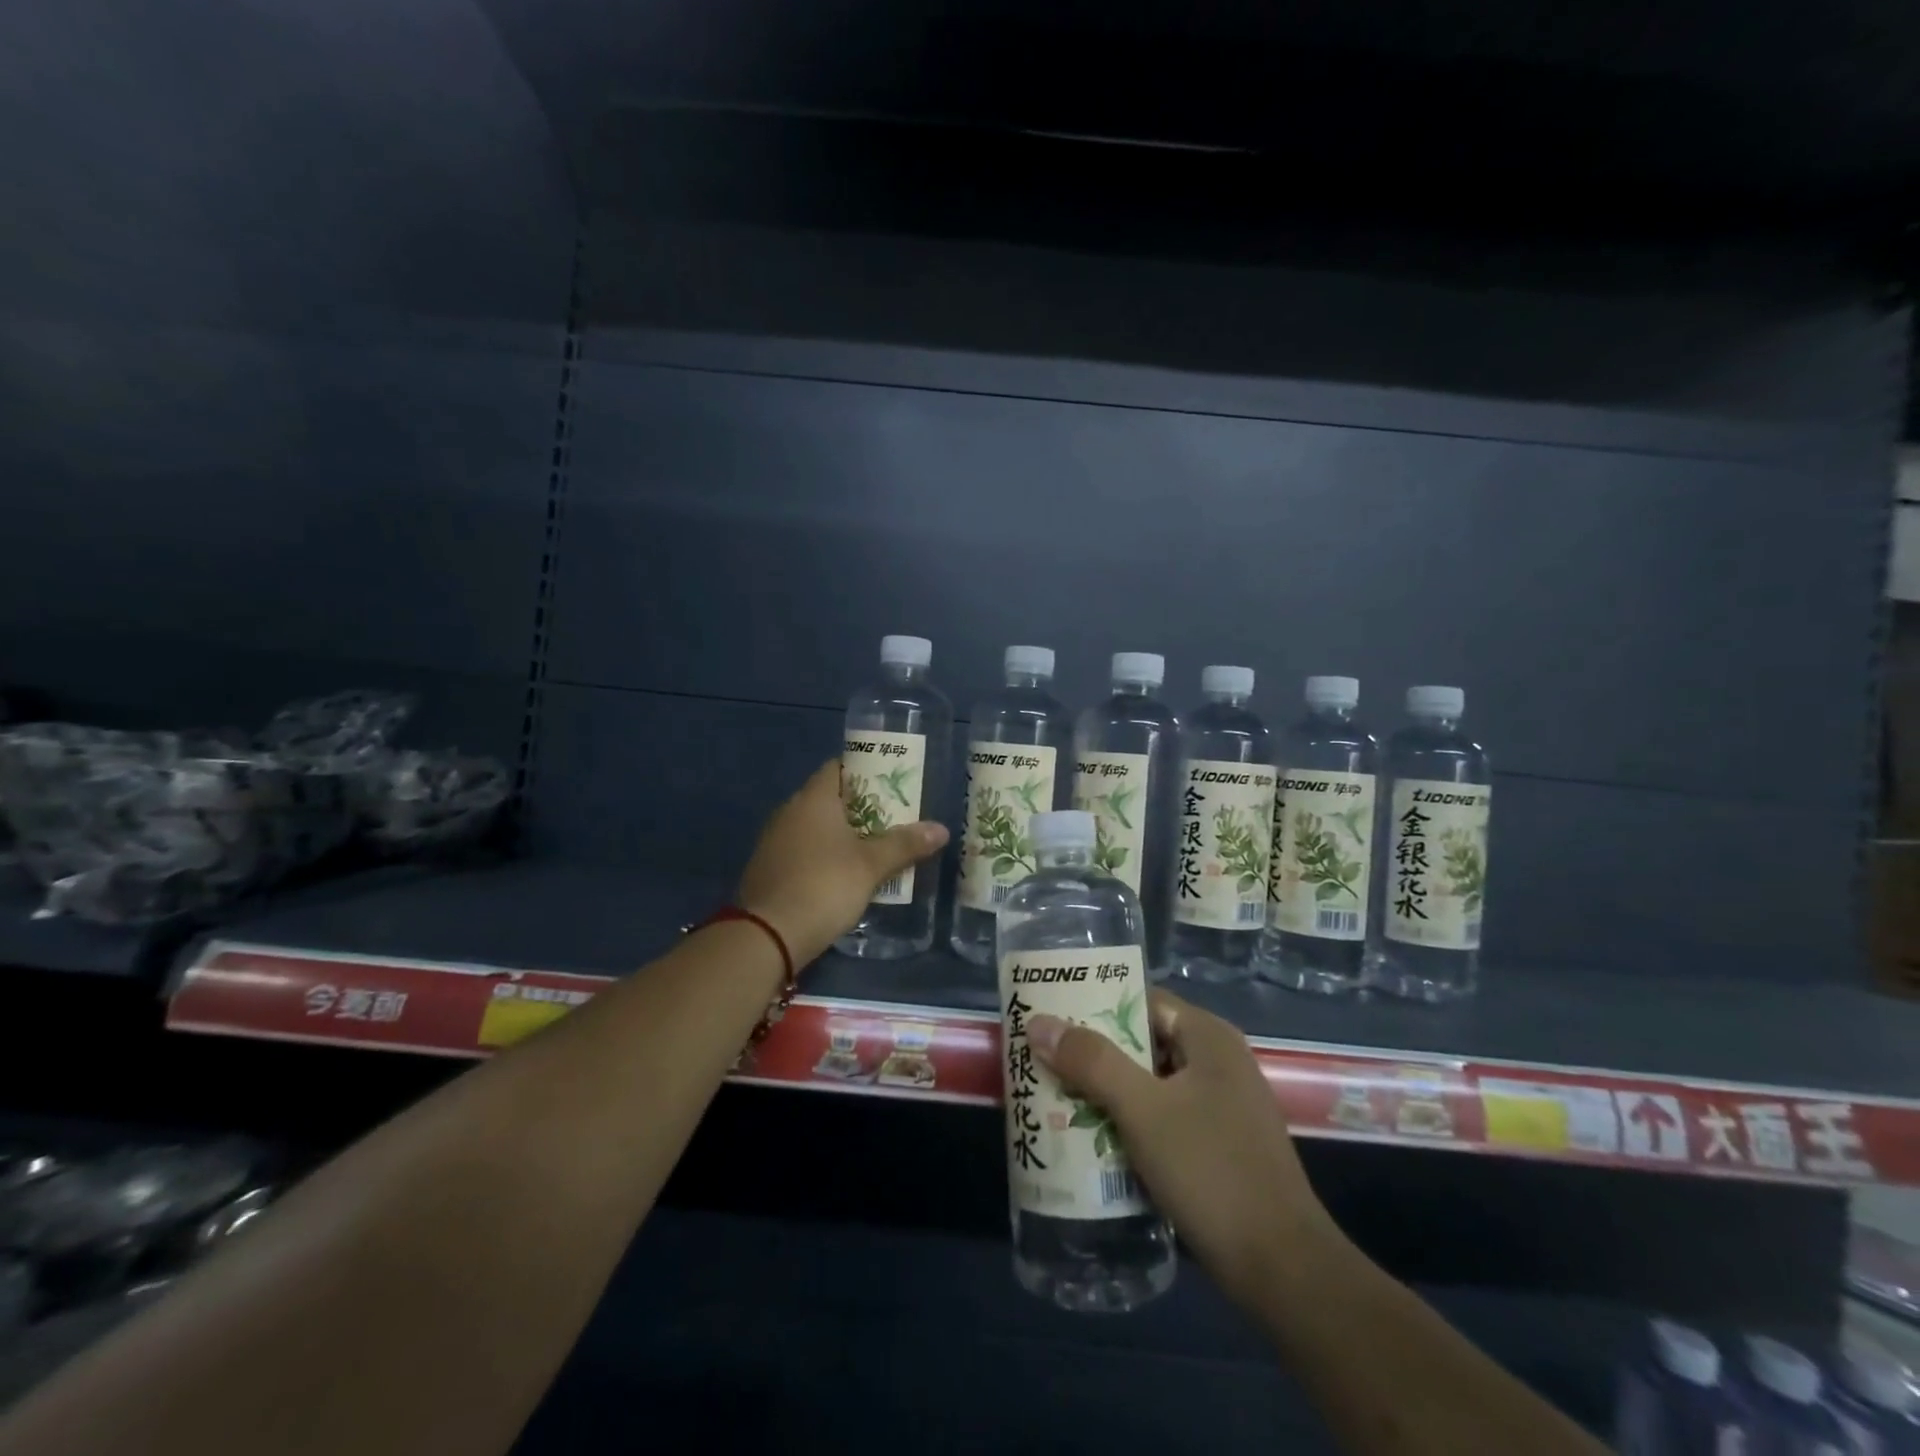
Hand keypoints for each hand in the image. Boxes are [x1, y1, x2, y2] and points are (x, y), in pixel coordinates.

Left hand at [737, 759, 948, 964]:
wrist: (767, 935)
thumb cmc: (824, 886)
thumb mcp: (871, 866)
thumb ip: (905, 844)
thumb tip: (941, 829)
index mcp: (813, 799)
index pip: (838, 768)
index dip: (864, 771)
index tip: (889, 785)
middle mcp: (789, 811)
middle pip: (828, 798)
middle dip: (859, 807)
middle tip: (891, 819)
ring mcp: (773, 841)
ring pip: (813, 827)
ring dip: (840, 835)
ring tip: (872, 848)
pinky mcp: (767, 869)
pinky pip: (801, 851)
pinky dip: (822, 856)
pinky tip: (841, 876)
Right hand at [1026, 990, 1342, 1307]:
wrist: (1282, 1270)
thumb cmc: (1211, 1171)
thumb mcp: (1142, 1110)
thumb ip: (1091, 1062)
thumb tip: (1039, 1022)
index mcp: (1209, 1038)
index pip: (1142, 1000)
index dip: (1094, 1005)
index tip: (1050, 1017)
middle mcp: (1218, 1062)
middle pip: (1143, 1043)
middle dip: (1093, 1054)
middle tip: (1043, 1061)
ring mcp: (1221, 1106)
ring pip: (1150, 1084)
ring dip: (1107, 1092)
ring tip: (1055, 1098)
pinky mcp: (1218, 1146)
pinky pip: (1162, 1118)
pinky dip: (1129, 1123)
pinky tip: (1092, 1141)